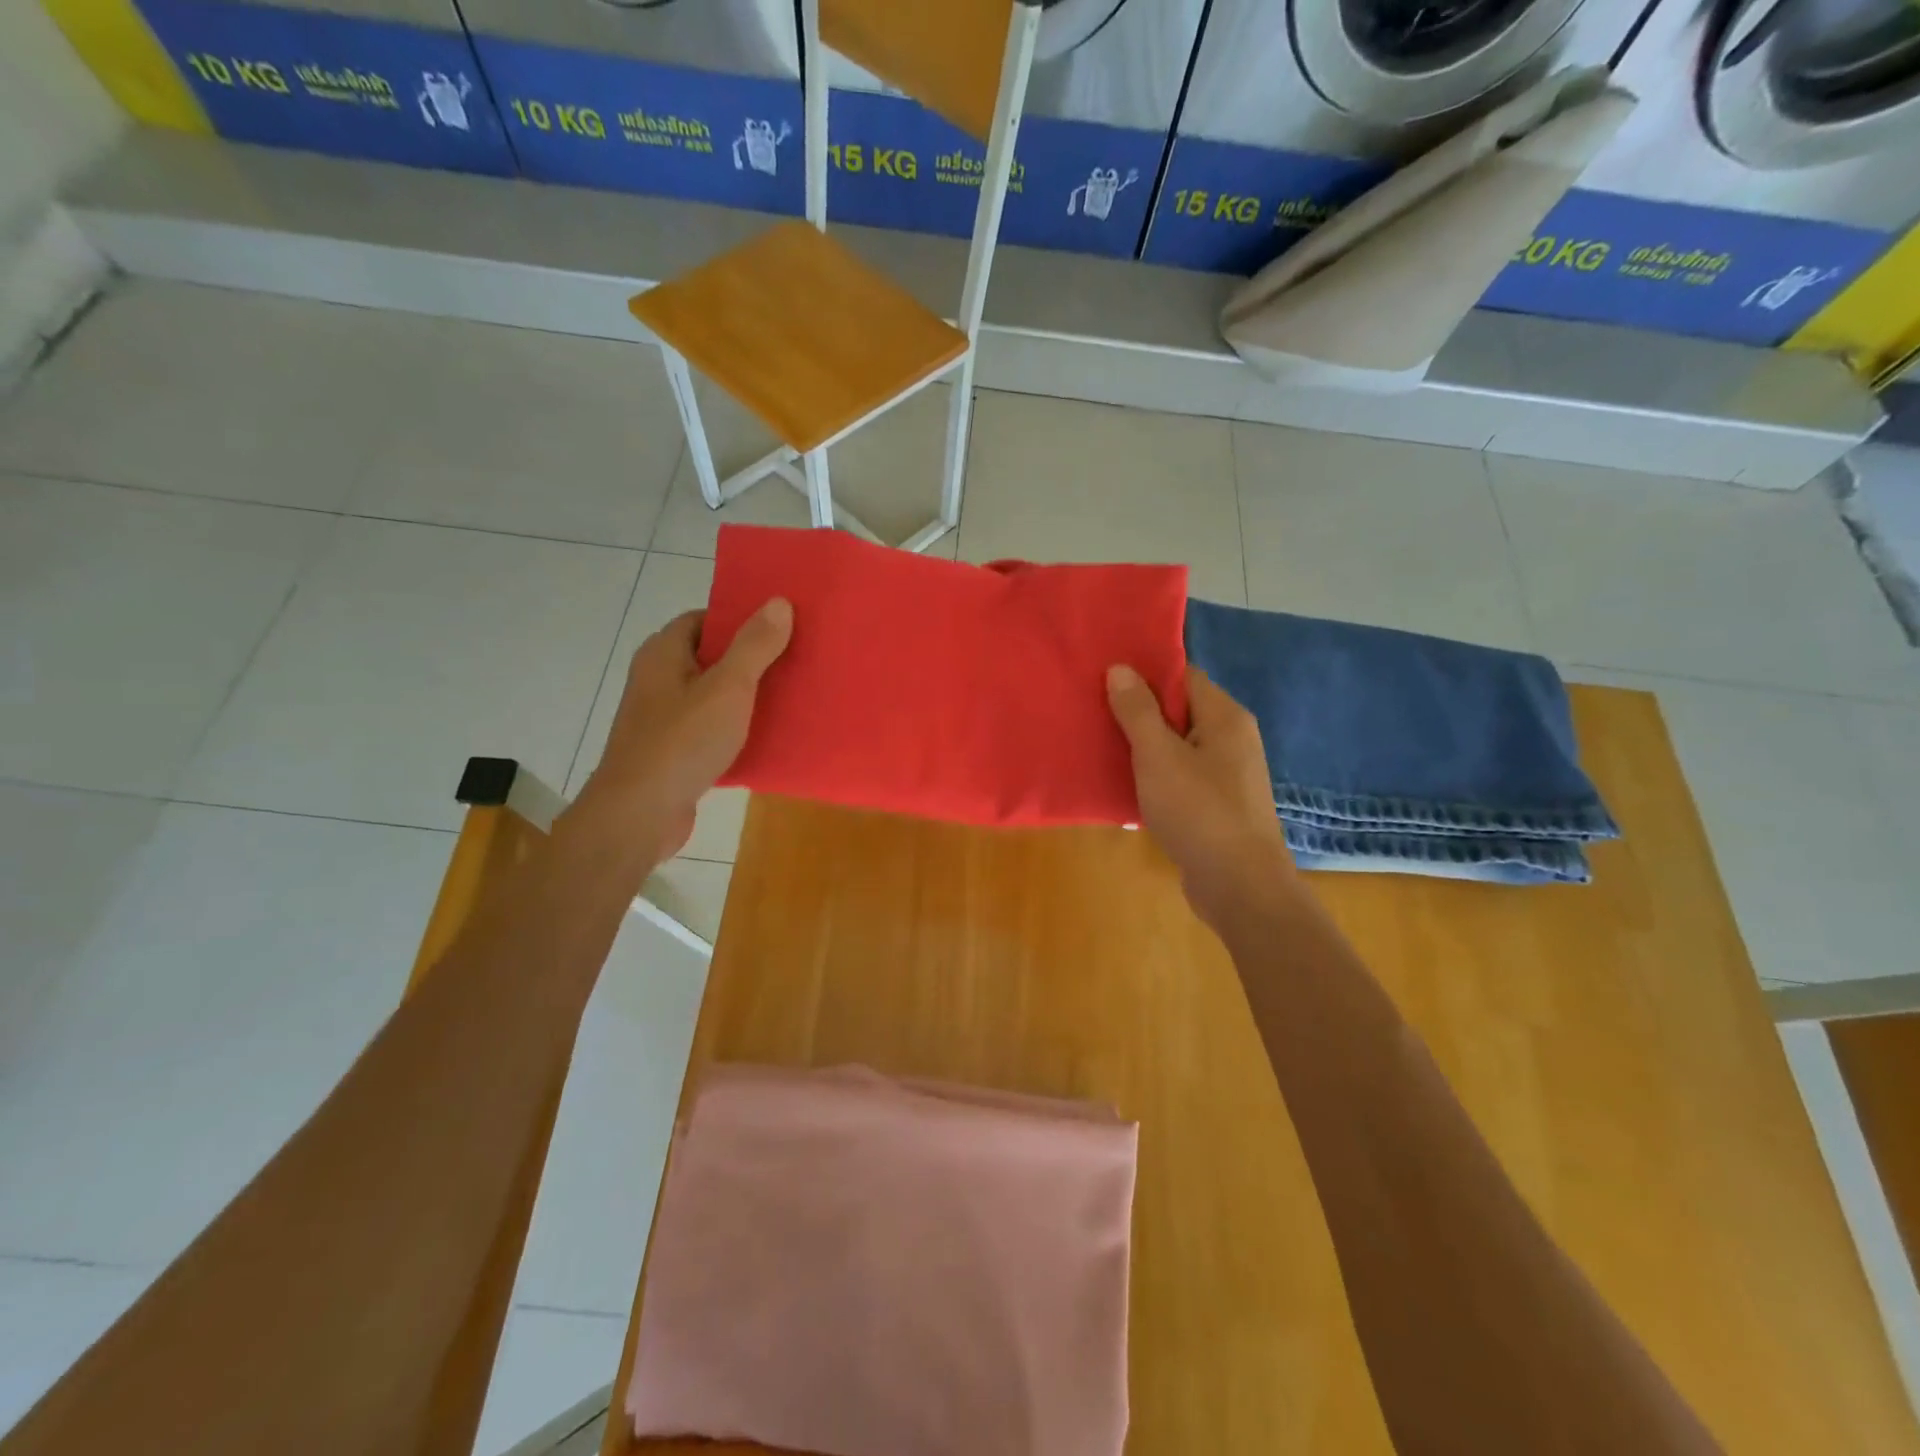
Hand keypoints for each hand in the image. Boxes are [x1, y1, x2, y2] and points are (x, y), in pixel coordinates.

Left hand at [569, 599, 792, 863]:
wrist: (639, 815)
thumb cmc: (682, 742)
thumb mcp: (728, 688)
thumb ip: (755, 646)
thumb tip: (778, 602)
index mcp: (663, 654)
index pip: (703, 619)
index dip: (739, 618)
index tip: (779, 625)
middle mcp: (658, 680)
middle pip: (710, 656)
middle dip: (750, 658)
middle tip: (794, 658)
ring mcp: (663, 718)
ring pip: (712, 695)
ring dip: (746, 696)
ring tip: (791, 695)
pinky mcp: (672, 752)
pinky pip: (711, 729)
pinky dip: (736, 729)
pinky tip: (768, 737)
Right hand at [1107, 664, 1294, 930]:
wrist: (1240, 887)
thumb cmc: (1199, 812)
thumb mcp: (1158, 756)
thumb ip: (1138, 711)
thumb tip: (1121, 667)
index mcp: (1224, 717)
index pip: (1183, 676)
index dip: (1145, 675)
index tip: (1105, 680)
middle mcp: (1232, 739)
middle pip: (1180, 711)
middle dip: (1139, 713)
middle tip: (1096, 714)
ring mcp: (1227, 775)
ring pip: (1178, 747)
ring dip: (1144, 748)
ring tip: (1102, 748)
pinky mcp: (1218, 806)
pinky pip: (1181, 777)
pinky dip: (1156, 777)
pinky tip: (1126, 787)